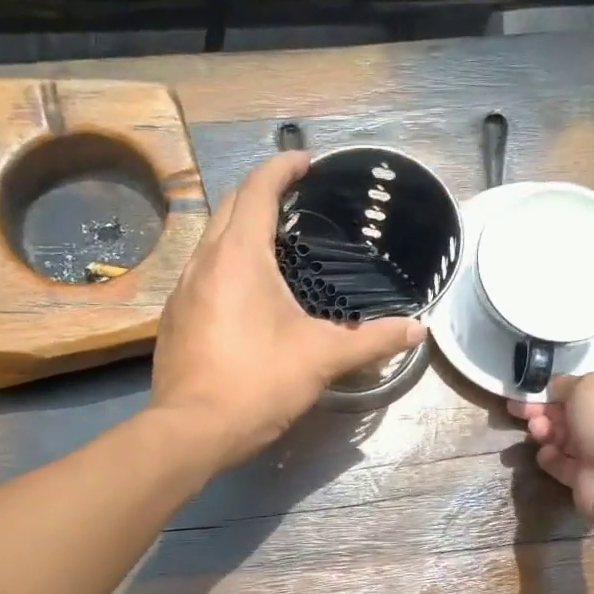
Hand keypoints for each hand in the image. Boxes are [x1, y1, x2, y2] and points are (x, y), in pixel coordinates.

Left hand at [151, 152, 425, 469]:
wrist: (192, 431)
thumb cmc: (258, 382)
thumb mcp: (322, 358)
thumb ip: (373, 340)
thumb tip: (419, 330)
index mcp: (238, 256)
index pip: (257, 189)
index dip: (282, 167)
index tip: (306, 162)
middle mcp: (203, 262)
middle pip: (229, 206)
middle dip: (259, 192)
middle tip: (294, 201)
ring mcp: (182, 290)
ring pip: (211, 241)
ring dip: (240, 230)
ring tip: (274, 244)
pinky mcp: (174, 319)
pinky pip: (201, 273)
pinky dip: (226, 265)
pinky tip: (246, 293)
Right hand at [509, 374, 593, 533]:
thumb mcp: (588, 385)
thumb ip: (566, 383)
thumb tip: (554, 388)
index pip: (589, 390)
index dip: (559, 388)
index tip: (533, 390)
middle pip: (573, 414)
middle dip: (546, 409)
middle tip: (521, 409)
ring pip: (565, 438)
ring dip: (546, 431)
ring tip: (535, 430)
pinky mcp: (586, 479)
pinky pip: (562, 464)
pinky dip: (550, 458)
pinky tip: (545, 454)